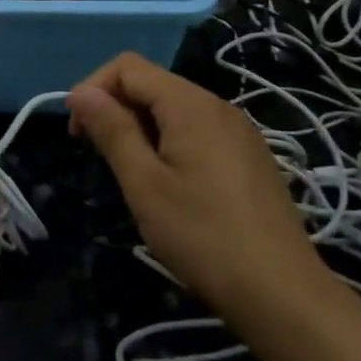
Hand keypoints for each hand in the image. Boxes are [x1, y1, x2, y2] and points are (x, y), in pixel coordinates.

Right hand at [66, 53, 328, 324]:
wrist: (283, 294)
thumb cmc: (203, 236)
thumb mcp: (144, 184)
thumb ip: (112, 131)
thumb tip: (80, 93)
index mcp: (191, 105)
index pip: (127, 66)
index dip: (93, 88)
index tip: (78, 134)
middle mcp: (217, 106)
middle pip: (152, 83)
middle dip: (114, 107)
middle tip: (96, 154)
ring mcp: (238, 132)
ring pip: (173, 108)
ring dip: (139, 126)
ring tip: (128, 172)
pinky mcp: (248, 157)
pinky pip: (196, 130)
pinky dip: (167, 141)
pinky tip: (166, 183)